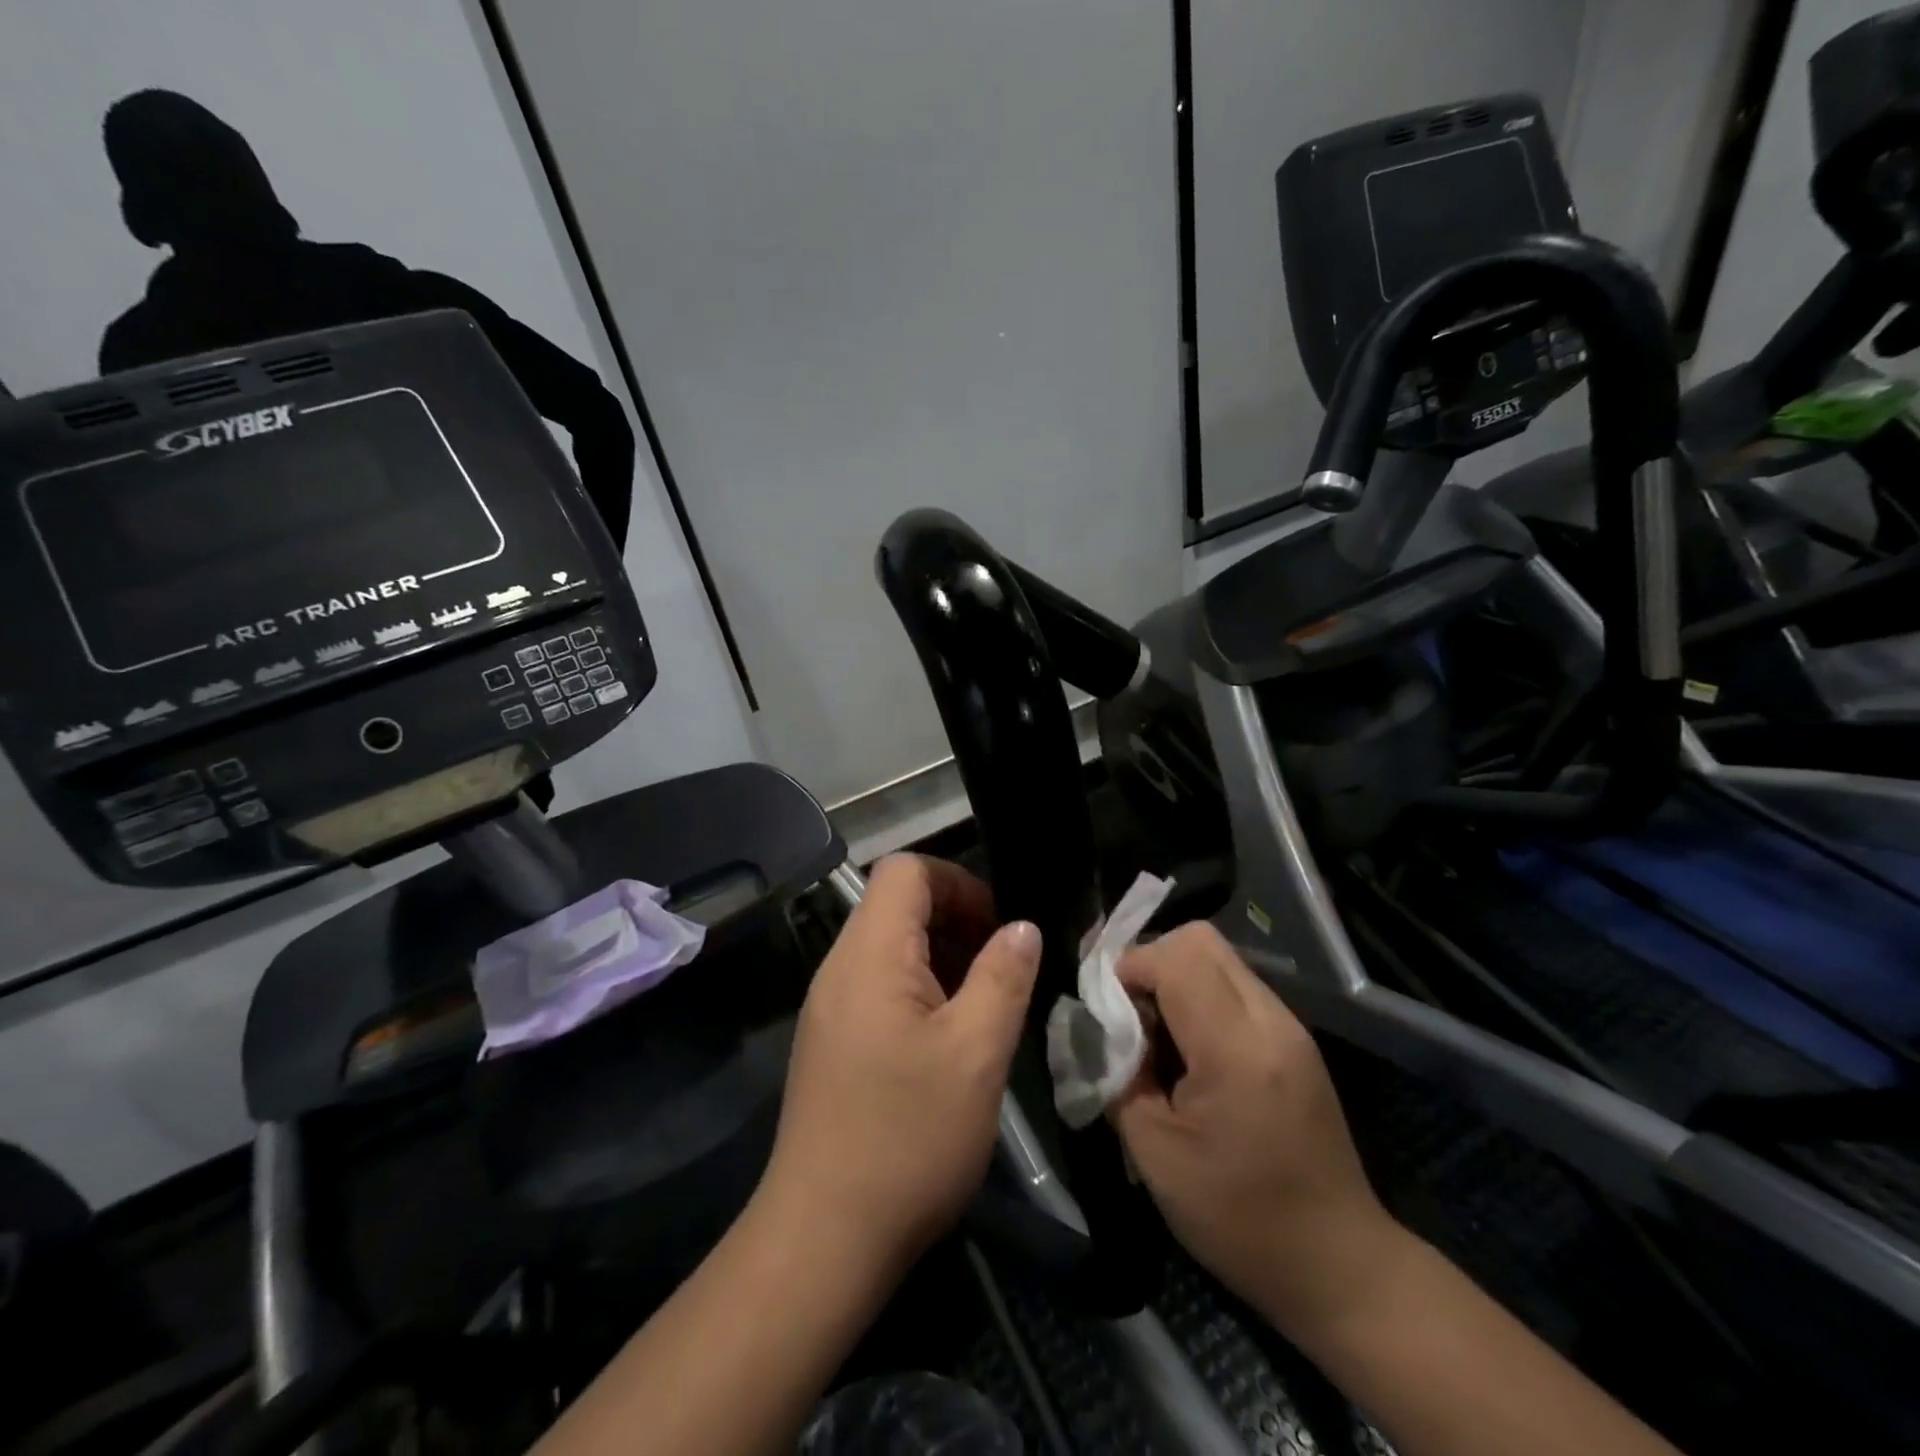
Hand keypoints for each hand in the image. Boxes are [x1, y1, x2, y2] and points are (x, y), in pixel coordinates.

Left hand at [760, 855, 1041, 1274]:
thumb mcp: (976, 1054)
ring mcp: (829, 1006)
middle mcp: (840, 967)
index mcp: (870, 955)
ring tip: (982, 1003)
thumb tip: (1021, 926)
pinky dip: (919, 989)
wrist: (824, 1238)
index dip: (958, 881)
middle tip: (1001, 967)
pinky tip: (948, 1038)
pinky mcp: (831, 1041)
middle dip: (955, 919)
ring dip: (941, 957)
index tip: (998, 926)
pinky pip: (878, 986)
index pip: (906, 870)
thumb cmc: (907, 1138)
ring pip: (889, 947)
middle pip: (896, 904)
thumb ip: (1003, 977)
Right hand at [1109, 923, 1396, 1336]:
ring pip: (1218, 957)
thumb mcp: (1155, 1154)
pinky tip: (1188, 1046)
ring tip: (1154, 1030)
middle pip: (1199, 940)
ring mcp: (1289, 1026)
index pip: (1173, 958)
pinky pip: (1235, 985)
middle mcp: (1270, 1020)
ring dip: (1175, 976)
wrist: (1340, 1266)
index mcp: (1236, 1049)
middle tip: (1126, 1010)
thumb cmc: (1239, 1219)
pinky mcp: (1294, 1038)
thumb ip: (1118, 1074)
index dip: (1127, 968)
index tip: (1104, 1008)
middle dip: (1150, 960)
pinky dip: (1199, 995)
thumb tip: (1098, 1028)